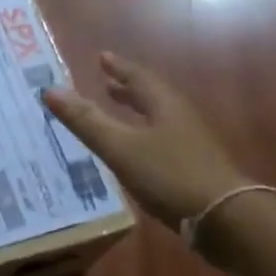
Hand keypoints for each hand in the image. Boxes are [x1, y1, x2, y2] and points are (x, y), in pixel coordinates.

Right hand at [42, 52, 245, 226]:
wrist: (224, 218)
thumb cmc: (169, 175)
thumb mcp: (120, 147)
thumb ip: (86, 120)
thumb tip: (50, 90)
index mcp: (164, 105)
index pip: (138, 77)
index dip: (118, 67)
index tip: (102, 57)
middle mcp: (179, 118)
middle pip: (151, 96)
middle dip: (127, 88)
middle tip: (106, 82)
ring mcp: (191, 143)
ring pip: (158, 118)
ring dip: (136, 111)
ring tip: (118, 112)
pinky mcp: (194, 167)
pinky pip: (162, 140)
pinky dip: (143, 134)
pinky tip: (135, 151)